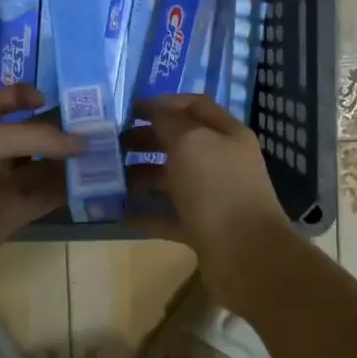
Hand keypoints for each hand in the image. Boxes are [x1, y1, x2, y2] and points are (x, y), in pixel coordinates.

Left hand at [0, 84, 86, 283]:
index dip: (25, 95)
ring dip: (72, 160)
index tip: (51, 99)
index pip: (2, 101)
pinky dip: (69, 189)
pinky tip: (95, 181)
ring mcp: (4, 182)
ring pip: (45, 165)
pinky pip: (47, 196)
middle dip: (63, 128)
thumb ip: (36, 136)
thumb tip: (83, 142)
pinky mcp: (15, 213)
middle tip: (102, 126)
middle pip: (33, 134)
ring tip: (109, 152)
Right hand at [123, 95, 294, 305]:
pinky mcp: (203, 228)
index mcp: (227, 134)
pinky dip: (146, 213)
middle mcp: (222, 162)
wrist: (246, 254)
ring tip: (111, 178)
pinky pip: (169, 215)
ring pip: (172, 179)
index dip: (163, 102)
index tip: (129, 109)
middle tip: (113, 145)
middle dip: (147, 140)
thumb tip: (154, 111)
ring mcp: (214, 197)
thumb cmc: (217, 187)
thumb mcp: (190, 142)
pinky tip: (120, 213)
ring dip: (142, 176)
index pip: (194, 106)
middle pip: (181, 143)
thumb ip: (168, 122)